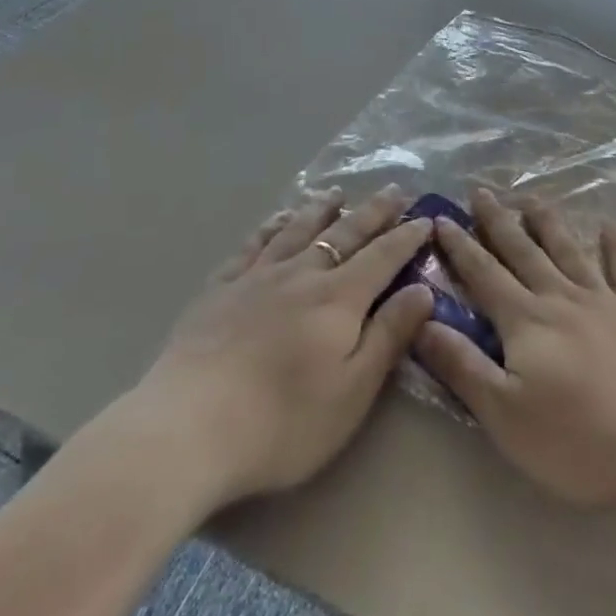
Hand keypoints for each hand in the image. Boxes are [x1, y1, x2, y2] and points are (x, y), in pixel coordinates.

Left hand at [126, 185, 435, 514]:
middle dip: (373, 212)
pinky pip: (253, 244)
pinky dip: (271, 226)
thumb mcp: (352, 392)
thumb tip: (423, 290)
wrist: (190, 426)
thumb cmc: (283, 422)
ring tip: (335, 193)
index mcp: (338, 299)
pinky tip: (277, 219)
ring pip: (297, 229)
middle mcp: (302, 274)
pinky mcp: (221, 288)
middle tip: (393, 190)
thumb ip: (388, 336)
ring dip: (321, 209)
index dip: (406, 237)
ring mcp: (258, 276)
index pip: (382, 257)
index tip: (425, 218)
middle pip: (344, 233)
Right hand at [415, 189, 615, 526]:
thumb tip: (422, 320)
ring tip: (533, 198)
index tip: (441, 216)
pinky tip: (609, 227)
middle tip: (481, 191)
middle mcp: (561, 296)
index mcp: (526, 320)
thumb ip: (463, 366)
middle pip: (523, 250)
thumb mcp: (506, 416)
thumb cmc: (581, 439)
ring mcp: (606, 299)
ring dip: (548, 222)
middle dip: (498, 220)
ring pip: (569, 249)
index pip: (483, 273)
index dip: (460, 246)